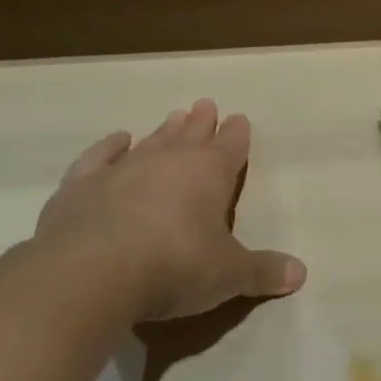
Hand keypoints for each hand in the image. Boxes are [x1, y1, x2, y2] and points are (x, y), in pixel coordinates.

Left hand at [34, 99, 305, 321]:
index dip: (237, 134)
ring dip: (164, 130)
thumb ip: (262, 271)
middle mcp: (169, 161)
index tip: (239, 119)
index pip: (231, 146)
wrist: (89, 274)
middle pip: (191, 135)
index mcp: (211, 173)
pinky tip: (118, 139)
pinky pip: (99, 157)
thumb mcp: (229, 275)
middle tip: (205, 105)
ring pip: (151, 141)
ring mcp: (122, 170)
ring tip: (173, 117)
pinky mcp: (80, 186)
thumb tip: (300, 274)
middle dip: (201, 122)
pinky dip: (109, 147)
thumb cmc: (175, 267)